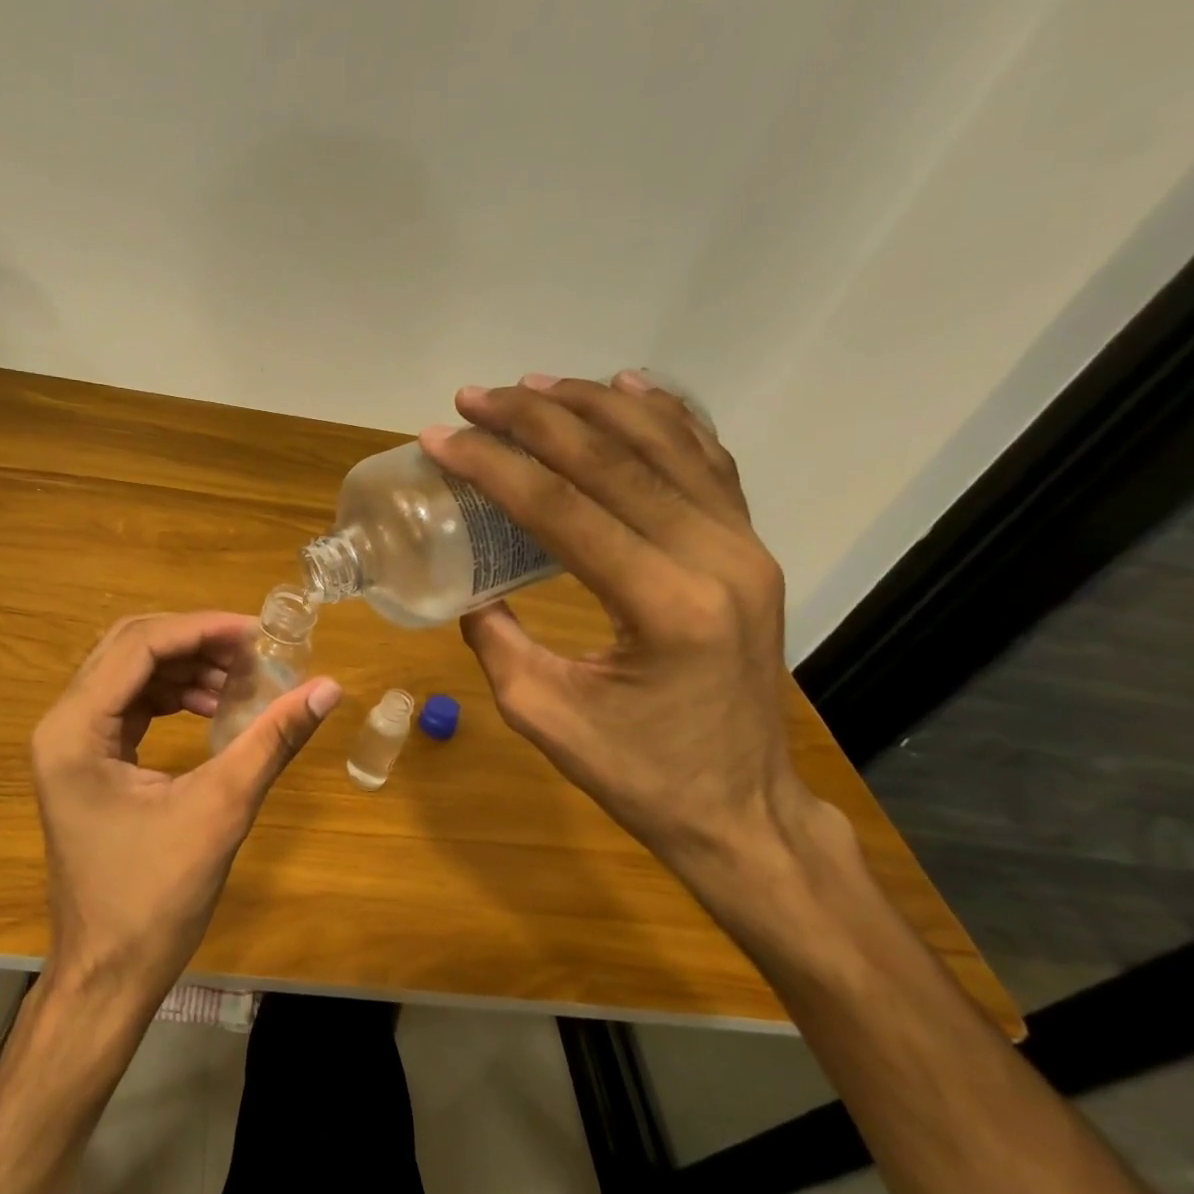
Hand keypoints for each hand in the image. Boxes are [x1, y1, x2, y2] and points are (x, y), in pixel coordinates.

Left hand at [30, 612, 341, 1013]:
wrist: (108, 974)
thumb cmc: (154, 900)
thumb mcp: (220, 810)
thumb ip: (271, 741)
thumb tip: (328, 688)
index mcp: (75, 730)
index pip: (138, 646)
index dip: (201, 630)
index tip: (257, 633)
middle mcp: (62, 724)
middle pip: (129, 649)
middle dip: (194, 643)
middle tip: (253, 652)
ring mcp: (70, 743)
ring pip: (130, 674)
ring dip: (186, 669)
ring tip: (243, 682)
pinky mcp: (88, 761)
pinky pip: (131, 705)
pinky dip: (174, 697)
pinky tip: (215, 710)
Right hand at [420, 371, 853, 920]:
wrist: (741, 809)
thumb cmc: (638, 774)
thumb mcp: (542, 714)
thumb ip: (496, 638)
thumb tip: (466, 584)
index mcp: (664, 606)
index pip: (564, 509)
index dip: (495, 467)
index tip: (443, 437)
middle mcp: (716, 559)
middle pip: (615, 462)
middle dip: (535, 420)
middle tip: (476, 397)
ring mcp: (744, 548)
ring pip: (666, 447)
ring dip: (594, 406)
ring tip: (534, 384)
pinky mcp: (750, 550)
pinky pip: (707, 463)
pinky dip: (666, 417)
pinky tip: (631, 387)